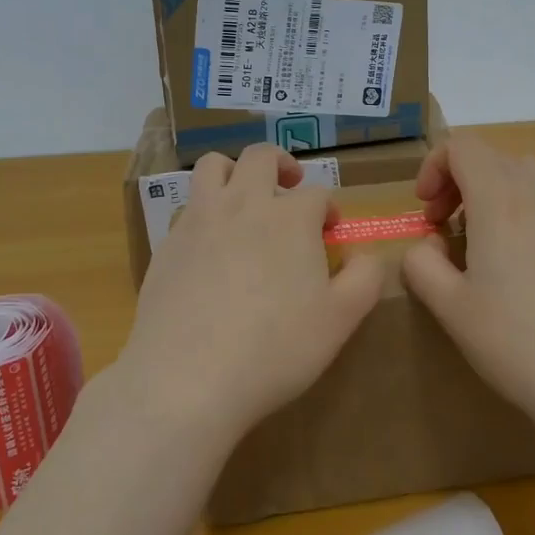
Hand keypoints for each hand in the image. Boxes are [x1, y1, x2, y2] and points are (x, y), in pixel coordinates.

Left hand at [121, 143, 384, 444]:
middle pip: (261, 157)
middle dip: (281, 165)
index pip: (317, 195)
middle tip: (290, 187)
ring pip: (213, 166)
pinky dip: (204, 212)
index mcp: (291, 218)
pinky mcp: (167, 243)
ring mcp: (199, 219)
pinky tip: (210, 246)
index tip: (330, 234)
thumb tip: (367, 256)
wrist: (187, 377)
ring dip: (234, 172)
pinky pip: (187, 208)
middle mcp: (244, 203)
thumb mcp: (340, 320)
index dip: (328, 210)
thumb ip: (364, 279)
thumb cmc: (275, 349)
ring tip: (244, 198)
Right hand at [402, 134, 534, 433]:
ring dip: (492, 193)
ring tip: (480, 240)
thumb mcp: (449, 306)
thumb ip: (422, 263)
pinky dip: (522, 213)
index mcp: (500, 201)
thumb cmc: (513, 339)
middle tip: (443, 225)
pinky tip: (519, 268)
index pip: (463, 146)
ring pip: (525, 176)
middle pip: (493, 157)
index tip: (425, 210)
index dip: (434, 166)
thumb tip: (428, 246)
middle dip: (458, 180)